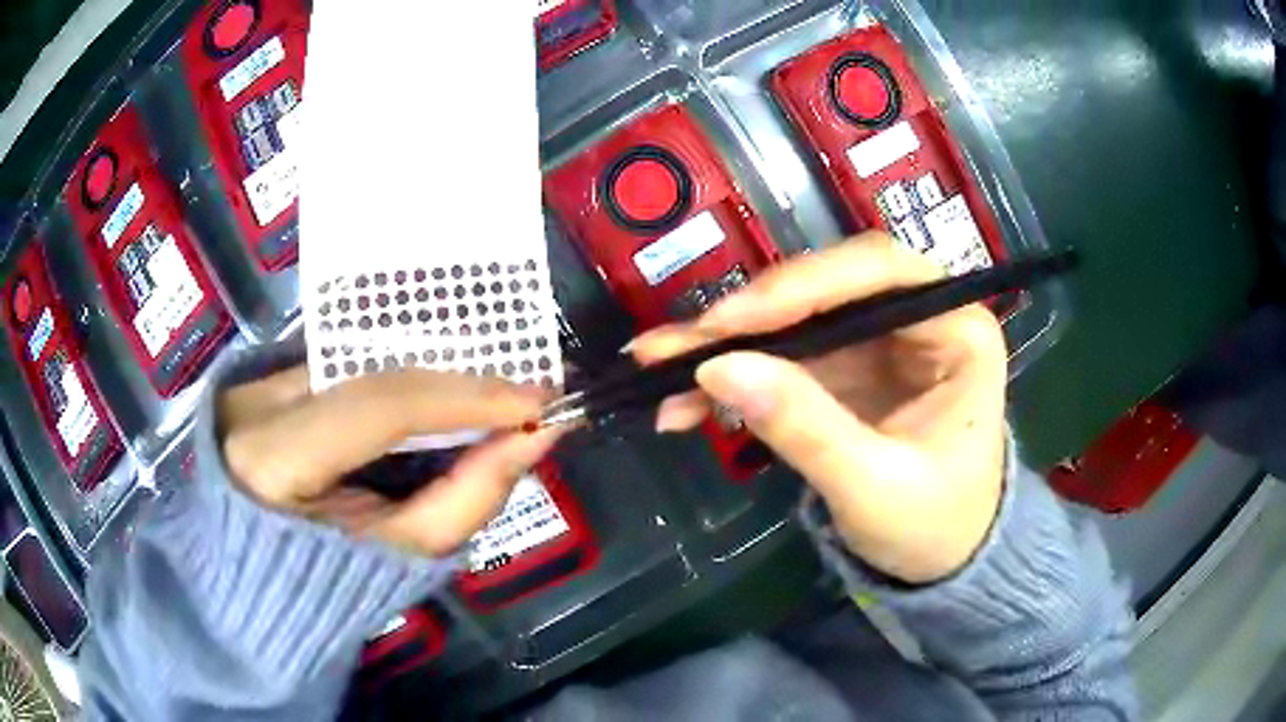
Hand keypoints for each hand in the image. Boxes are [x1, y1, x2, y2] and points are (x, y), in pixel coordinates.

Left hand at [218, 367, 561, 556]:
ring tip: (493, 398)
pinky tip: (438, 397)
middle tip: (529, 393)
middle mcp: (254, 403)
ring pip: (359, 366)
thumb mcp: (395, 556)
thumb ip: (463, 500)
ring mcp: (253, 384)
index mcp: (270, 459)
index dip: (463, 395)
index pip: (376, 405)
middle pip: (371, 376)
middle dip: (456, 383)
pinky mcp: (261, 379)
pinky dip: (396, 383)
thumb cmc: (322, 584)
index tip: (539, 402)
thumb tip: (532, 440)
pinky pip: (343, 371)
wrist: (252, 578)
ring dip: (430, 380)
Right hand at [634, 234, 1007, 583]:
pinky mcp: (848, 366)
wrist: (940, 562)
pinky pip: (784, 353)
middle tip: (681, 344)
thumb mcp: (873, 488)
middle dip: (752, 314)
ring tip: (660, 366)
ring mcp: (880, 340)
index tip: (730, 322)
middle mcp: (921, 318)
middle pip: (827, 285)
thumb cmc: (932, 527)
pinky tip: (686, 397)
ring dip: (728, 341)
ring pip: (795, 316)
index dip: (801, 285)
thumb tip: (716, 369)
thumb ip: (804, 427)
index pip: (880, 272)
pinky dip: (736, 372)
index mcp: (960, 331)